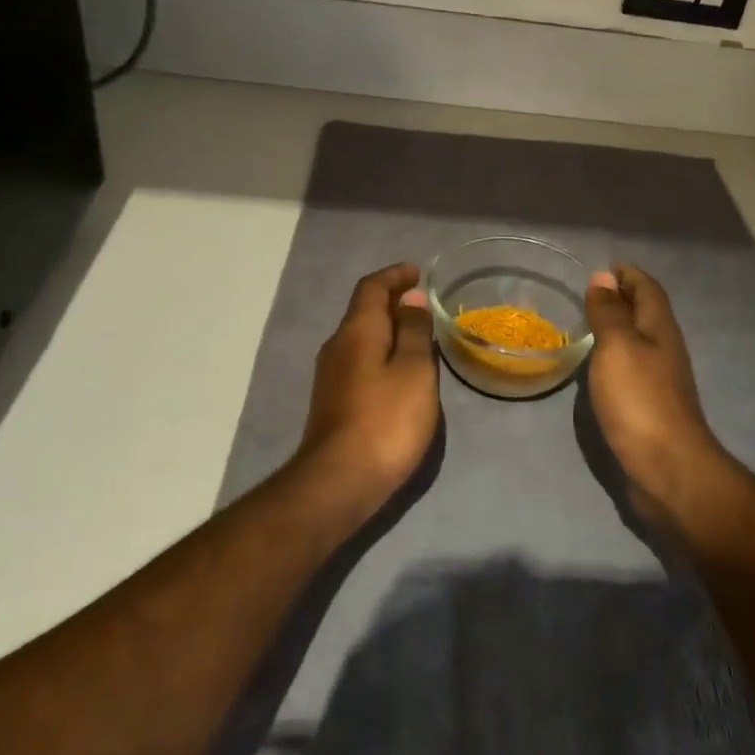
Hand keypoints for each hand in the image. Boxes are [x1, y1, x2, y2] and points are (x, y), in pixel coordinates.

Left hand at [299, 262, 439, 506]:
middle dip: (392, 300)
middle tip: (423, 302)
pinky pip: (360, 360)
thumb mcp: (413, 370)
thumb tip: (410, 297)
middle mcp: (337, 346)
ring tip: (417, 334)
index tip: (418, 272)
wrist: (339, 482)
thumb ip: (413, 331)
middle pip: (363, 311)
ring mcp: (331, 376)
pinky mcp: (334, 402)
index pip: (371, 287)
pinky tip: (400, 371)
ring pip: (361, 337)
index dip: (394, 275)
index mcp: (357, 331)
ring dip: (387, 328)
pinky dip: (381, 352)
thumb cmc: (385, 420)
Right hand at [584, 265, 732, 516]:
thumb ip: (609, 312)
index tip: (606, 265)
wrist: (667, 468)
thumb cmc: (640, 400)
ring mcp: (660, 380)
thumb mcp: (617, 347)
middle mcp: (664, 349)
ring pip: (639, 341)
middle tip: (592, 291)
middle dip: (624, 297)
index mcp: (660, 329)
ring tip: (589, 323)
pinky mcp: (650, 407)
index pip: (648, 289)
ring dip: (619, 327)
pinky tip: (597, 366)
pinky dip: (615, 357)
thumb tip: (603, 276)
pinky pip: (632, 368)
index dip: (629, 274)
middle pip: (647, 313)